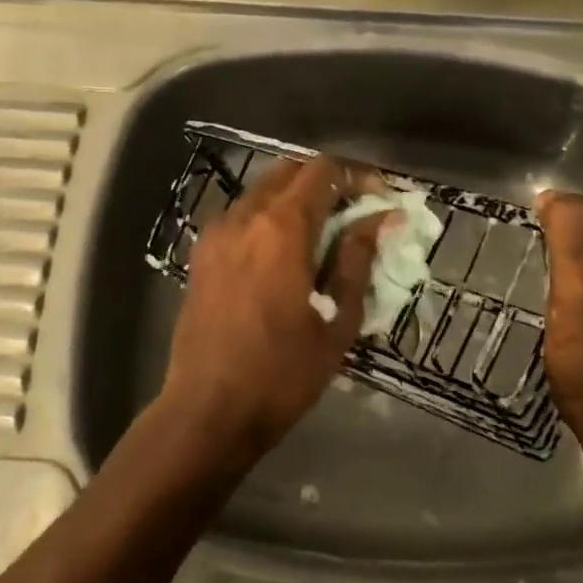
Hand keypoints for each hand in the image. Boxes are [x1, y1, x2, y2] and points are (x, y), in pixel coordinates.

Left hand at [162, 156, 384, 459]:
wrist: (206, 411)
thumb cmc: (281, 374)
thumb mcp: (335, 321)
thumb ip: (356, 261)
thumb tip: (378, 220)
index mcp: (282, 228)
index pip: (324, 171)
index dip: (358, 175)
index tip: (381, 196)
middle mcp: (245, 216)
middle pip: (291, 171)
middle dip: (327, 181)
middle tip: (355, 210)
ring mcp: (216, 232)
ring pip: (263, 190)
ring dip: (296, 197)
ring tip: (323, 232)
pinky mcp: (201, 253)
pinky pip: (241, 215)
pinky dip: (268, 216)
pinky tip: (284, 251)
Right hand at [535, 191, 582, 440]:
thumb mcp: (582, 286)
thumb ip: (570, 232)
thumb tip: (550, 195)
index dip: (560, 232)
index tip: (551, 267)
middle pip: (582, 220)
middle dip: (557, 244)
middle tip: (549, 281)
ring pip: (576, 242)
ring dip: (555, 259)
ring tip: (549, 290)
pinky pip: (577, 262)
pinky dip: (560, 274)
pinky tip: (554, 297)